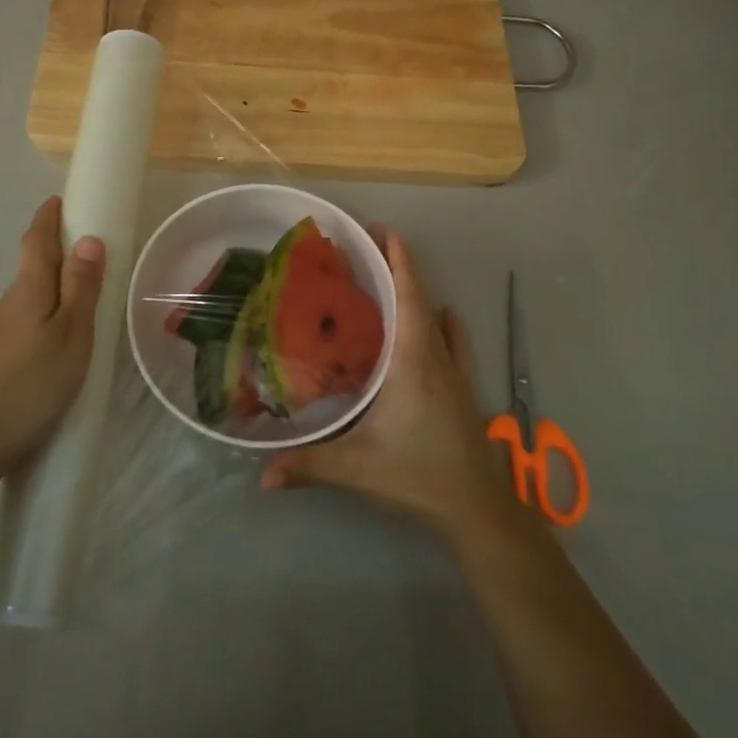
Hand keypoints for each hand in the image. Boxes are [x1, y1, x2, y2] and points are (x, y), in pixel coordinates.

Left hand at [0, 196, 104, 488]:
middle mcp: (4, 304)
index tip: (58, 200)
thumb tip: (88, 239)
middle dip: (56, 258)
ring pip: (26, 303)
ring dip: (49, 296)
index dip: (47, 218)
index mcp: (27, 290)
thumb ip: (80, 289)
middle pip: (31, 270)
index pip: (35, 241)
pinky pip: (19, 328)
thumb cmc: (30, 385)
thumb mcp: (71, 336)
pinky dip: (39, 324)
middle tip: (89, 263)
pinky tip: (50, 354)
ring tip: (80, 317)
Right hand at [260, 232, 522, 543]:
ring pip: (436, 315)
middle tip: (364, 248)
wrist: (477, 508)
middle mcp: (435, 354)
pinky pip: (453, 341)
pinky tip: (438, 318)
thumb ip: (307, 465)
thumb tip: (260, 475)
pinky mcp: (462, 388)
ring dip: (416, 291)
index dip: (395, 257)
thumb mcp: (356, 468)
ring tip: (387, 281)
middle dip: (396, 265)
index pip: (407, 293)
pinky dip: (442, 322)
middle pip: (419, 295)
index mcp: (412, 358)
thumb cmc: (417, 475)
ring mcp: (454, 371)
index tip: (377, 229)